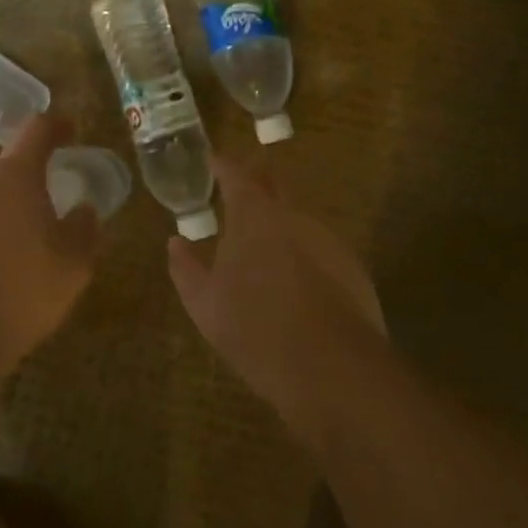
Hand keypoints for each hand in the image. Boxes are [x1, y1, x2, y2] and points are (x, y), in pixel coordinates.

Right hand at [167, 157, 385, 450]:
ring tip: (266, 246)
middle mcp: (292, 215)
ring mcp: (327, 238)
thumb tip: (176, 243)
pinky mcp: (352, 266)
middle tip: (240, 190)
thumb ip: (186, 268)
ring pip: (299, 218)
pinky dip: (304, 254)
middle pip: (274, 182)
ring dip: (281, 223)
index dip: (223, 165)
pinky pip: (320, 248)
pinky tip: (297, 283)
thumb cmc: (254, 327)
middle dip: (257, 180)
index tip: (213, 160)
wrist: (330, 366)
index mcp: (253, 215)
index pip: (236, 174)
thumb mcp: (204, 304)